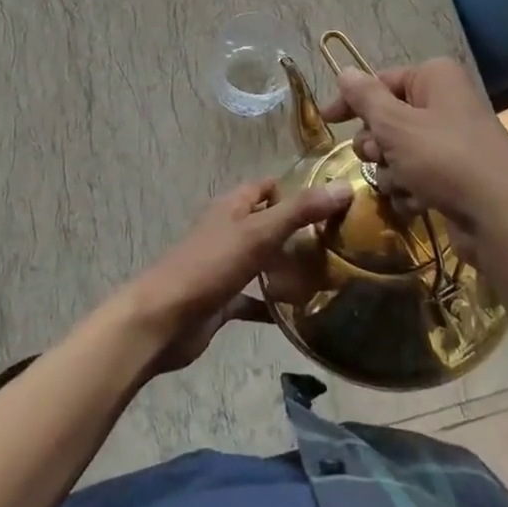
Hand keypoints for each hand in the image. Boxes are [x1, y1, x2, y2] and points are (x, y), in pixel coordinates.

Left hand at [121, 176, 352, 373]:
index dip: (295, 190)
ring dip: (287, 267)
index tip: (331, 204)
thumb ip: (300, 211)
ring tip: (328, 277)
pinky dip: (273, 304)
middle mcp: (228, 230)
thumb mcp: (258, 233)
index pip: (267, 187)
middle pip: (267, 223)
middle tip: (338, 244)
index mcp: (232, 207)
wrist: (164, 319)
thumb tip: (344, 187)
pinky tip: (300, 315)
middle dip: (297, 231)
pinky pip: (254, 297)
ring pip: (262, 260)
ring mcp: (224, 265)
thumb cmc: (210, 266)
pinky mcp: (222, 299)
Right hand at [321, 58, 507, 269]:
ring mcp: (452, 142)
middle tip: (380, 157)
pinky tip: (418, 203)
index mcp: (435, 78)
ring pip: (398, 152)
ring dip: (391, 172)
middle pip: (388, 118)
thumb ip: (365, 98)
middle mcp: (445, 103)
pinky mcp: (456, 177)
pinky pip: (417, 176)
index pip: (380, 81)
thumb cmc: (446, 160)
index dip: (351, 101)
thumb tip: (344, 71)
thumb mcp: (396, 126)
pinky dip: (411, 190)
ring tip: (404, 185)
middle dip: (376, 144)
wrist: (504, 221)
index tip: (327, 122)